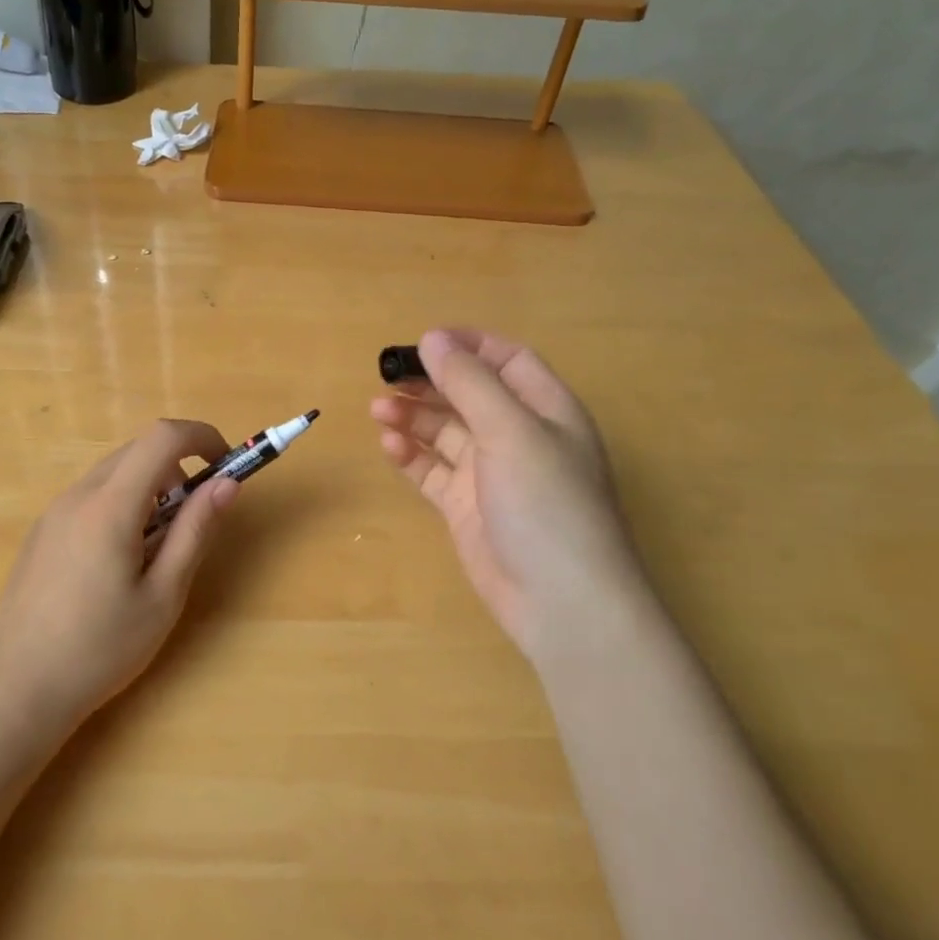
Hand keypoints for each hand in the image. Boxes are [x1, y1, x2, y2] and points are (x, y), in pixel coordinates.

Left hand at [0, 419, 238, 743]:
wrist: (19, 689)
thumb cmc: (101, 648)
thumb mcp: (163, 595)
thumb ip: (195, 531)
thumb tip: (227, 484)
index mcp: (110, 506)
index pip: (162, 437)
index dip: (202, 437)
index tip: (226, 466)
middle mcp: (77, 495)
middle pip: (138, 450)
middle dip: (178, 467)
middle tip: (194, 518)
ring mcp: (53, 511)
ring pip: (113, 472)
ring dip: (149, 487)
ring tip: (156, 548)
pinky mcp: (42, 531)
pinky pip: (91, 495)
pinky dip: (121, 503)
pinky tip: (118, 561)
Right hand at [371, 329, 649, 661]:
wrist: (560, 601)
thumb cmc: (546, 503)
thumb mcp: (510, 431)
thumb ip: (470, 382)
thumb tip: (432, 338)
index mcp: (546, 410)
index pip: (507, 360)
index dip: (468, 345)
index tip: (422, 341)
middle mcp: (519, 436)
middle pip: (470, 394)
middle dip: (431, 382)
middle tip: (386, 377)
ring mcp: (491, 474)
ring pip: (446, 432)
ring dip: (414, 417)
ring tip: (378, 410)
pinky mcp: (467, 507)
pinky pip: (434, 471)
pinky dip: (412, 456)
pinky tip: (389, 447)